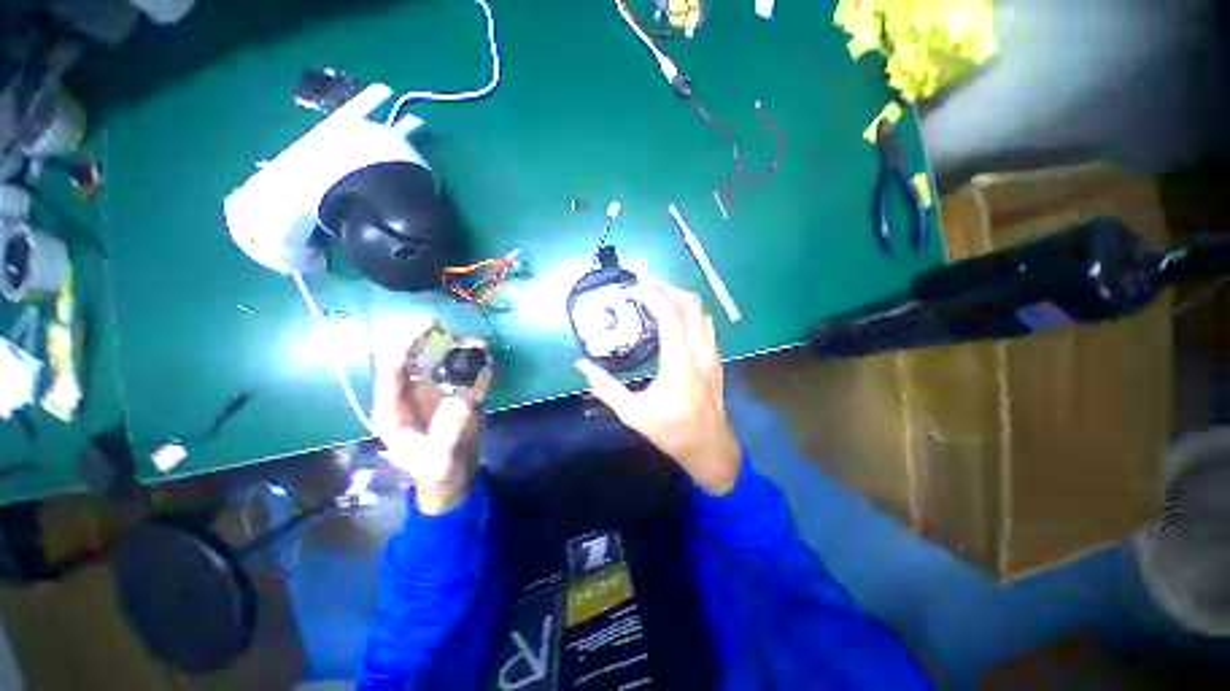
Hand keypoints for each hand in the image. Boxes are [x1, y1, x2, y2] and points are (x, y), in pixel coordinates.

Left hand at [371, 324, 486, 513]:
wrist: (454, 481)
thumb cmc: (438, 474)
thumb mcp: (440, 460)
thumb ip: (448, 433)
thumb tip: (463, 400)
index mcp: (393, 410)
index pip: (393, 368)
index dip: (407, 343)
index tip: (430, 325)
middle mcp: (409, 395)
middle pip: (418, 358)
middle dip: (439, 343)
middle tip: (463, 335)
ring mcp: (432, 394)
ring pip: (442, 363)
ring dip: (460, 351)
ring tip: (481, 346)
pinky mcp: (453, 396)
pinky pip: (463, 374)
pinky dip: (475, 364)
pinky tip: (487, 360)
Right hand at [576, 283, 740, 494]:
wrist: (710, 447)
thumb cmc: (671, 431)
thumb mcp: (633, 413)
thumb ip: (606, 387)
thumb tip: (582, 366)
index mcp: (680, 362)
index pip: (670, 316)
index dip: (653, 297)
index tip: (634, 289)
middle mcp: (700, 351)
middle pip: (691, 305)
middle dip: (668, 289)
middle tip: (645, 288)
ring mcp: (712, 353)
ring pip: (702, 312)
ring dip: (680, 299)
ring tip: (658, 297)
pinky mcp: (715, 359)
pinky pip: (705, 324)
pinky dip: (689, 312)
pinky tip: (674, 319)